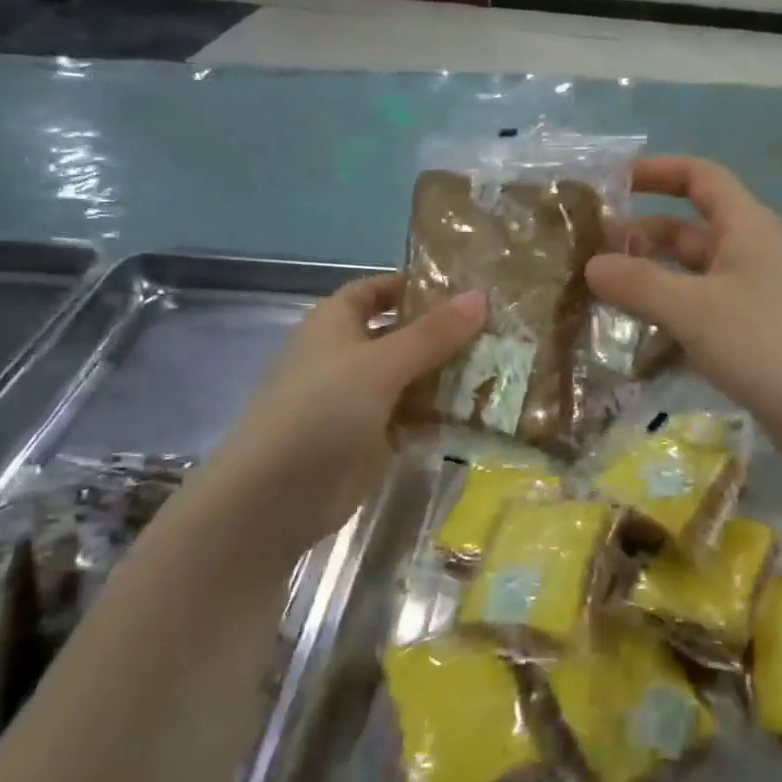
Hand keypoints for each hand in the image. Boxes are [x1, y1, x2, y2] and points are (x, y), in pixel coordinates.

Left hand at [207, 275, 484, 521]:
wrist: (277, 495)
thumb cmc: (323, 409)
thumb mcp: (382, 363)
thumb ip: (433, 334)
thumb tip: (480, 296)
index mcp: (336, 323)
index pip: (376, 290)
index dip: (414, 286)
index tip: (463, 291)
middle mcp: (347, 355)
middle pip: (402, 334)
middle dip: (444, 334)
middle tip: (500, 331)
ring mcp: (359, 398)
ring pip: (412, 377)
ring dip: (449, 376)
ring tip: (503, 369)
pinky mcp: (372, 437)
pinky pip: (413, 416)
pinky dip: (441, 414)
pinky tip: (482, 413)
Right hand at [586, 157, 781, 464]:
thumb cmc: (765, 343)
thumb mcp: (692, 308)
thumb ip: (639, 284)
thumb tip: (593, 265)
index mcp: (746, 227)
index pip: (700, 178)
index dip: (658, 172)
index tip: (613, 183)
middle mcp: (753, 253)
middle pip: (691, 229)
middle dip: (643, 235)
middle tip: (592, 252)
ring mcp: (757, 296)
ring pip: (695, 274)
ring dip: (654, 278)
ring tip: (604, 293)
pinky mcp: (757, 335)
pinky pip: (705, 311)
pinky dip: (673, 314)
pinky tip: (641, 336)